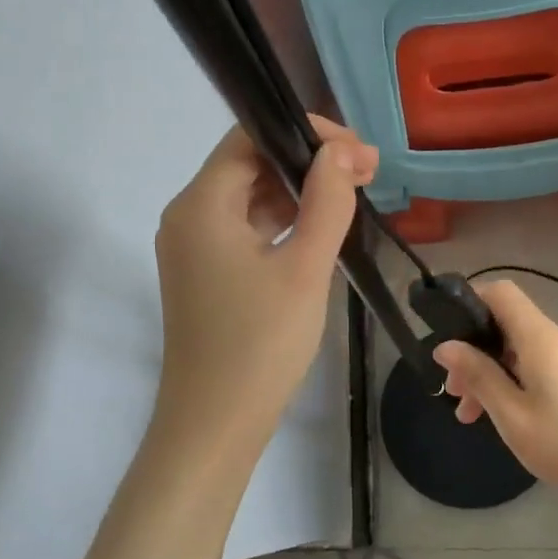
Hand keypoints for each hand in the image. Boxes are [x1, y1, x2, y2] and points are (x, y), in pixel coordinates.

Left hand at [151, 117, 377, 462]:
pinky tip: (323, 227)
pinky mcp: (207, 273)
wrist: (215, 426)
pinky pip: (248, 228)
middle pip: (250, 163)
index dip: (307, 132)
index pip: (250, 135)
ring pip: (251, 196)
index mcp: (201, 204)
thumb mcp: (305, 268)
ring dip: (301, 191)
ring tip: (355, 195)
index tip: (359, 153)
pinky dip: (285, 221)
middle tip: (368, 174)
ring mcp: (195, 247)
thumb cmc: (259, 345)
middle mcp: (189, 216)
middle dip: (310, 161)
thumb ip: (327, 201)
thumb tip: (342, 151)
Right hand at [432, 281, 557, 532]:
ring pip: (519, 350)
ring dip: (490, 373)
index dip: (469, 301)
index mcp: (540, 338)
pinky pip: (537, 367)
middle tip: (453, 392)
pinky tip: (503, 417)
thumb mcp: (513, 415)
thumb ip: (479, 376)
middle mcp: (557, 339)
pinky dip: (512, 383)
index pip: (501, 292)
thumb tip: (446, 346)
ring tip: (471, 415)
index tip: (446, 334)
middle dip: (473, 351)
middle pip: (506, 325)